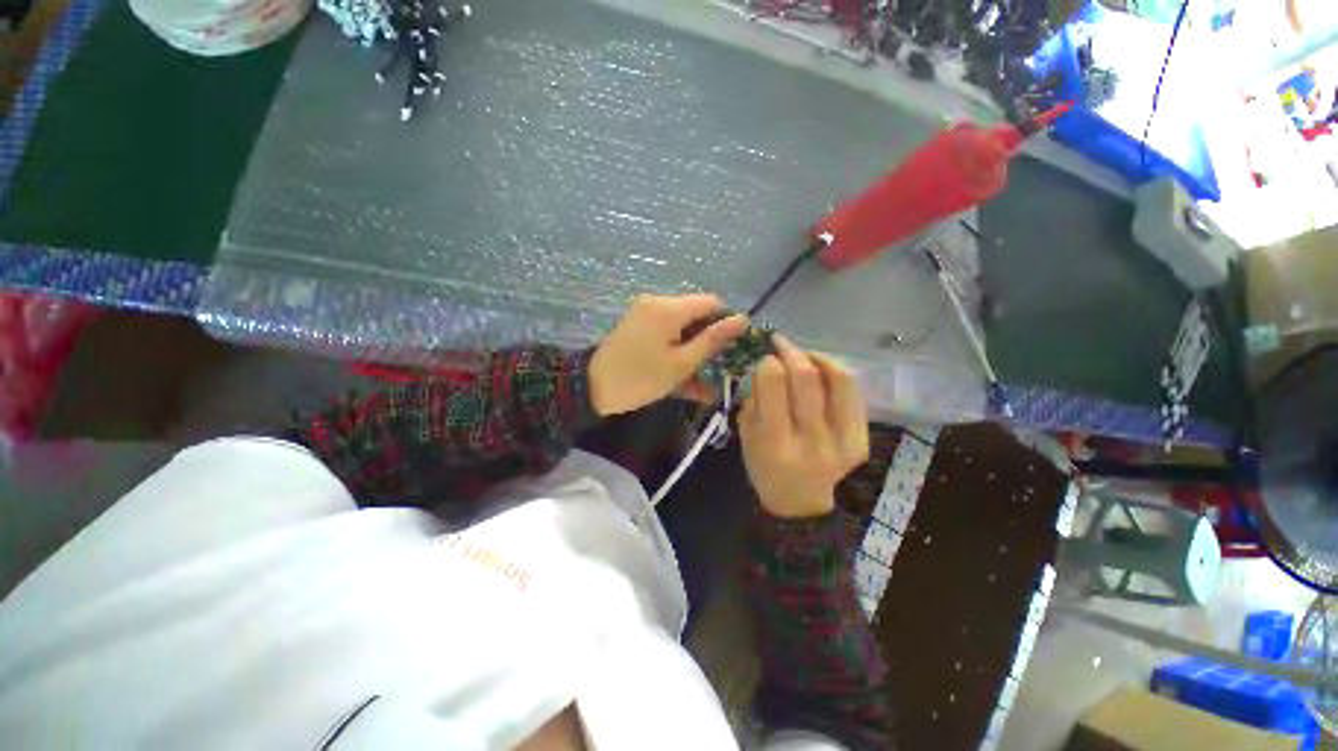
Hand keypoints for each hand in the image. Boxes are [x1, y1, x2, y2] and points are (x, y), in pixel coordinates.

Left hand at [588, 294, 747, 415]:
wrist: (591, 388)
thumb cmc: (641, 378)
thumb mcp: (682, 363)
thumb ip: (712, 340)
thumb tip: (742, 319)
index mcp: (669, 308)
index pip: (711, 302)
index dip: (725, 323)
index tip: (729, 349)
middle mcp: (657, 302)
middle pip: (695, 313)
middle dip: (708, 338)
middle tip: (715, 366)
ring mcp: (644, 313)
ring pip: (681, 325)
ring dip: (692, 347)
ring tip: (701, 377)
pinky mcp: (637, 325)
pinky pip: (665, 332)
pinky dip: (675, 348)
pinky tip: (681, 371)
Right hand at [739, 336, 868, 518]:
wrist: (799, 501)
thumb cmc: (764, 467)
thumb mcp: (746, 435)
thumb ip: (754, 398)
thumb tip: (766, 364)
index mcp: (775, 442)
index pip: (774, 383)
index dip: (769, 362)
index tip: (764, 357)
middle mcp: (811, 440)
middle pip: (806, 377)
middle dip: (792, 351)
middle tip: (781, 343)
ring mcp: (841, 441)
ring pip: (837, 380)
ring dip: (817, 357)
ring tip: (804, 354)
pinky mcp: (860, 441)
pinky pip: (852, 393)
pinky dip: (837, 373)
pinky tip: (823, 369)